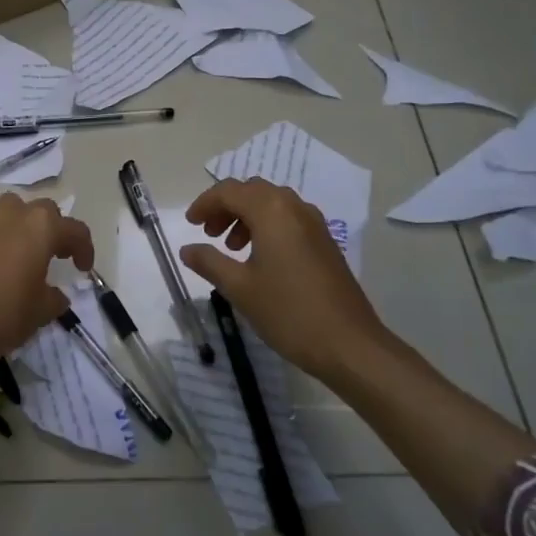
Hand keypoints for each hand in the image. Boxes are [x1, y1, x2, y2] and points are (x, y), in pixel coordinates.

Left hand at [0, 194, 94, 369]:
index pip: (75, 230)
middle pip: (43, 210)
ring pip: (9, 207)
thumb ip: (54, 299)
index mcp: (42, 228)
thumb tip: (56, 295)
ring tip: (21, 247)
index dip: (84, 249)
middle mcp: (13, 215)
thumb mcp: (40, 313)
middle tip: (55, 255)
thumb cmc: (2, 316)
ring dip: (20, 221)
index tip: (83, 269)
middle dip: (54, 229)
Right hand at [180, 178, 392, 385]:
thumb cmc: (288, 311)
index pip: (229, 191)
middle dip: (225, 207)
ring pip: (271, 204)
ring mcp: (314, 224)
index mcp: (272, 211)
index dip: (205, 204)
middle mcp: (294, 208)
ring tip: (231, 248)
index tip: (190, 224)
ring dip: (246, 216)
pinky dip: (266, 227)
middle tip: (208, 234)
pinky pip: (288, 219)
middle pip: (252, 191)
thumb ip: (209, 262)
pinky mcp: (324, 242)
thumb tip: (187, 249)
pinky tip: (259, 259)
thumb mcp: (239, 288)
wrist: (348, 344)